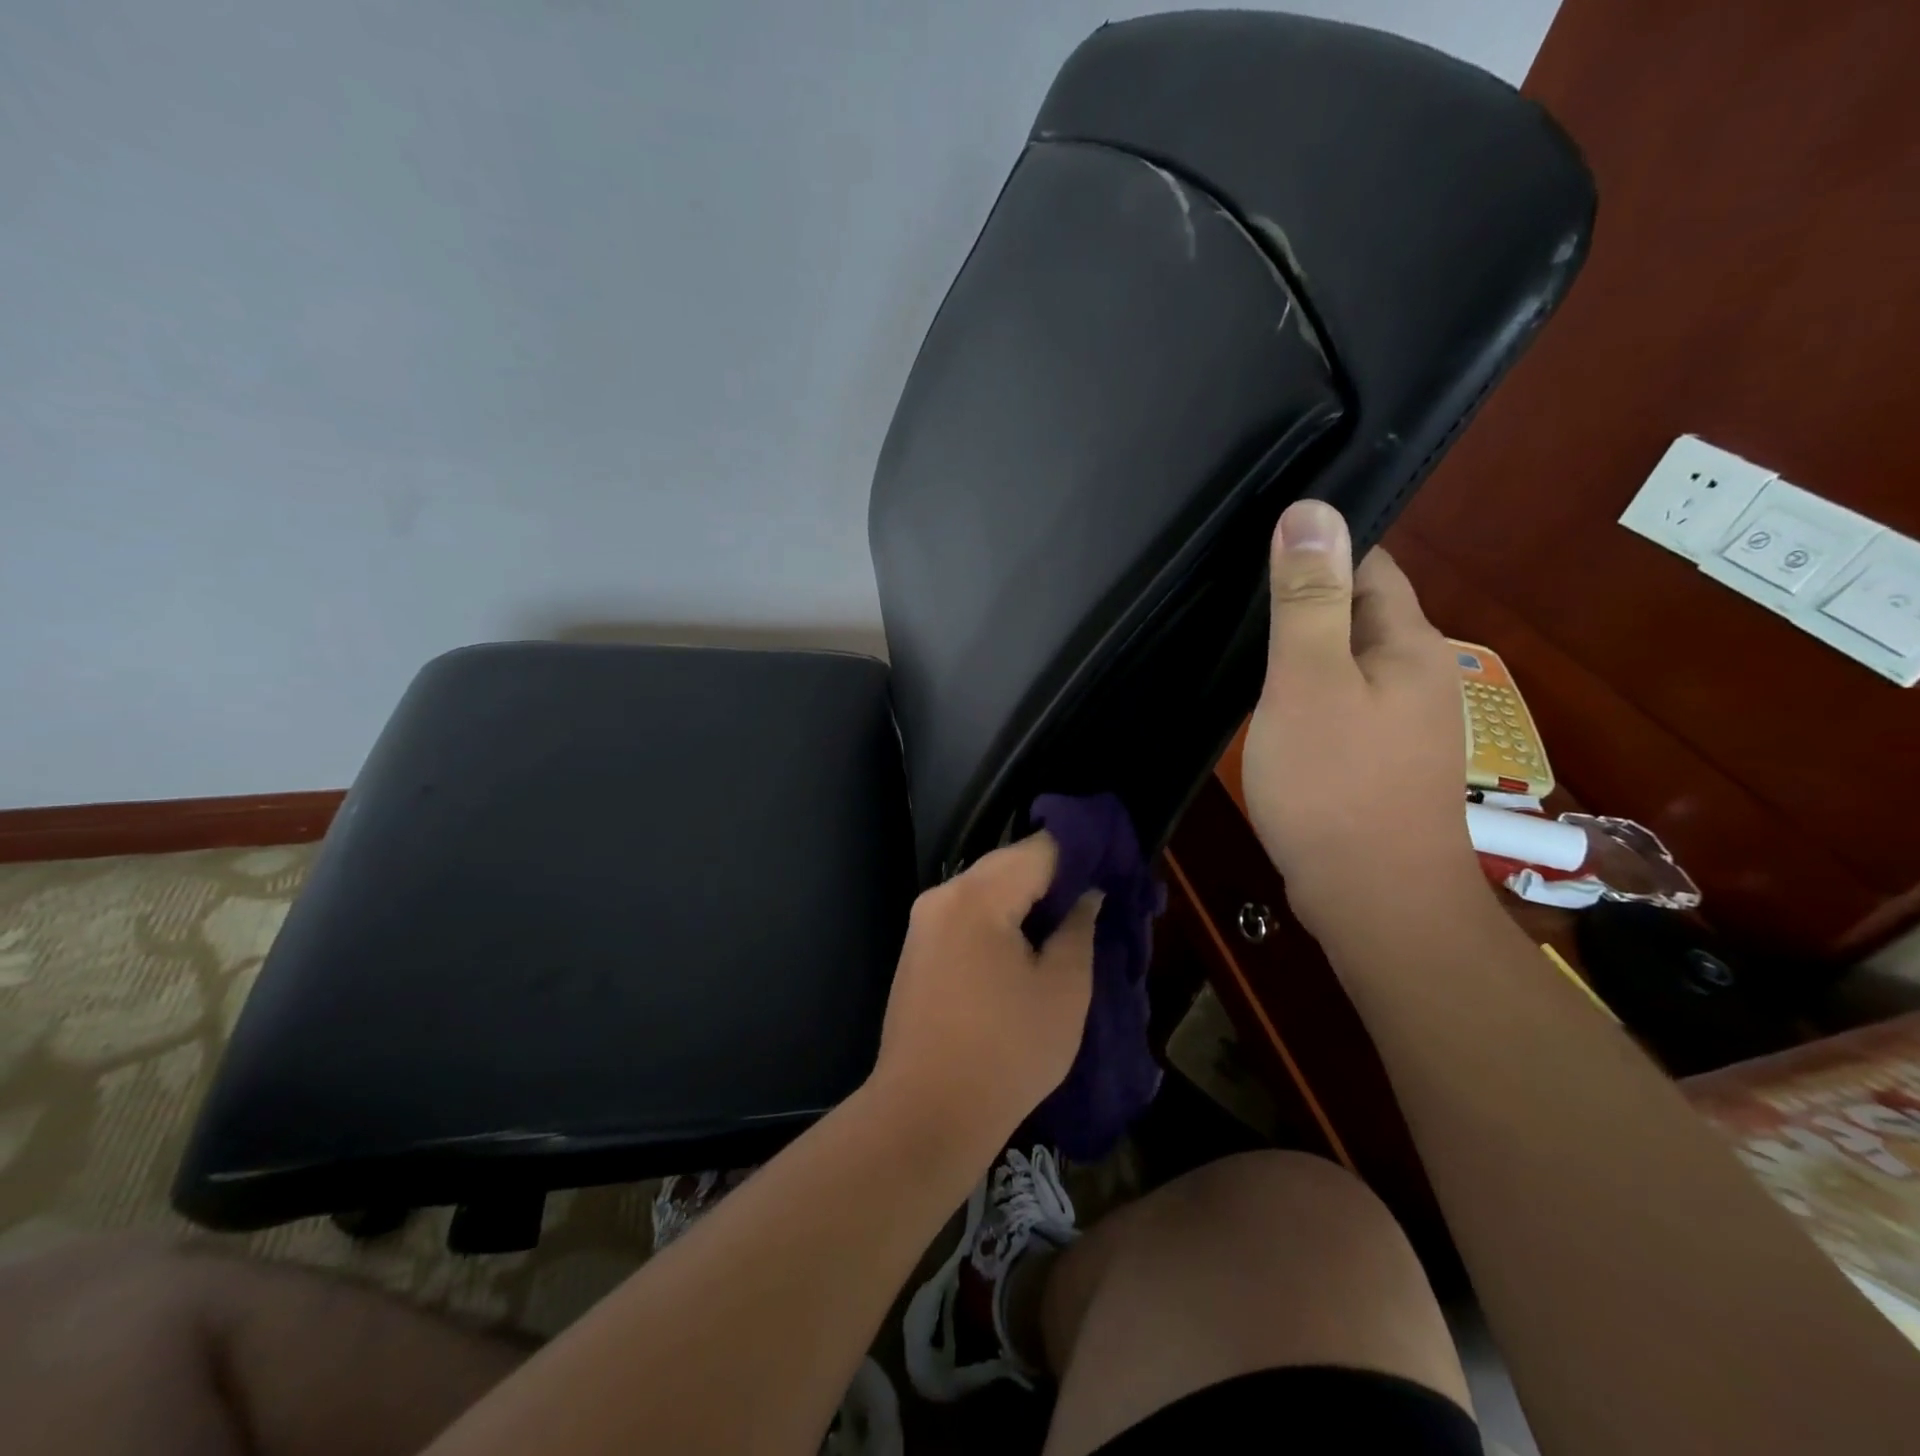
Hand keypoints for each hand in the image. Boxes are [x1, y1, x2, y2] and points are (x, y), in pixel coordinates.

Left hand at [869, 835, 1099, 1149]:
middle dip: (1053, 879)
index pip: (1039, 849)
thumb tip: (1087, 894)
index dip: (1081, 854)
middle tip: (1095, 902)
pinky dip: (999, 921)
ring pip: (986, 890)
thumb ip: (1079, 928)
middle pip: (1008, 865)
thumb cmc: (1006, 1052)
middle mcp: (943, 895)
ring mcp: (924, 923)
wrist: (925, 1115)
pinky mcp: (918, 950)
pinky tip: (1025, 948)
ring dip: (1026, 901)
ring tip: (1066, 926)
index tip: (1114, 871)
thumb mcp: (1064, 990)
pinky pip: (967, 916)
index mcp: (977, 896)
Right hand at [1241, 500, 1482, 940]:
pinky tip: (1267, 702)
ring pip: (1343, 661)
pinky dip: (1304, 691)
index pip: (1369, 563)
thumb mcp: (1308, 681)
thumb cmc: (1335, 784)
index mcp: (1408, 643)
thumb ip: (1309, 599)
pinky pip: (1338, 702)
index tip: (1257, 543)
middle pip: (1356, 612)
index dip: (1319, 546)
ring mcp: (1399, 723)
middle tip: (1231, 592)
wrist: (1373, 901)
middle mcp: (1415, 674)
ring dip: (1300, 648)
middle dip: (1303, 596)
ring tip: (1239, 641)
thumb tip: (1312, 510)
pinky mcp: (1376, 760)